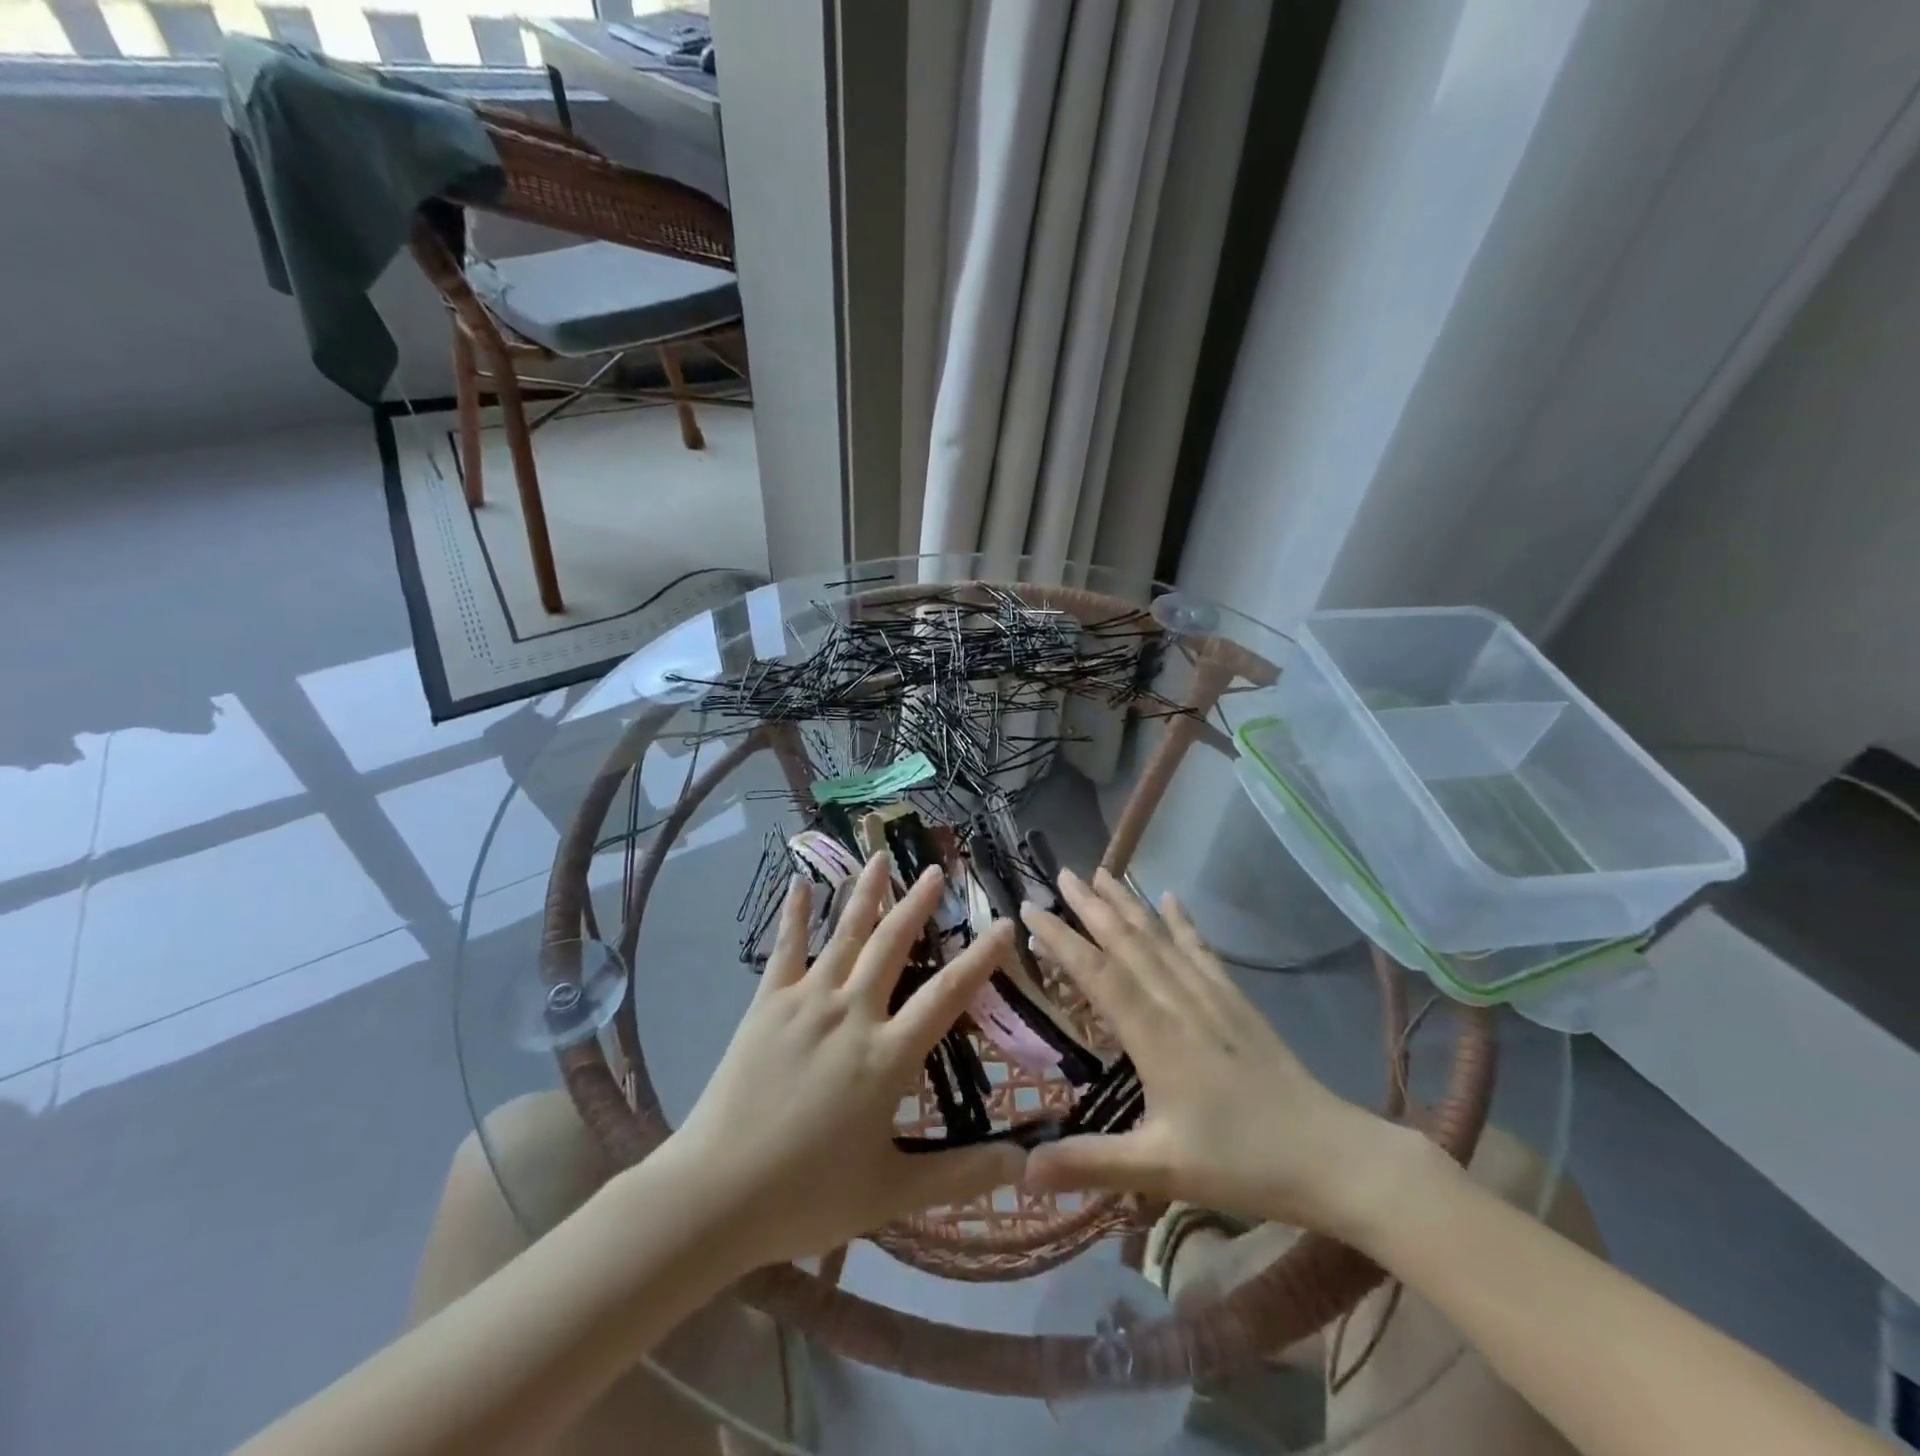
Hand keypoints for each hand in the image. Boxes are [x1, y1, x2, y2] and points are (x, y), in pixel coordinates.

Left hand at [663, 853, 1023, 1269]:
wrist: (715, 1194)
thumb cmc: (807, 1195)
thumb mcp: (892, 1192)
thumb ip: (961, 1175)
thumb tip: (1025, 1162)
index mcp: (886, 1056)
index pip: (946, 996)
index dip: (979, 959)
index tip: (1003, 925)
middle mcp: (851, 1014)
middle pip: (892, 946)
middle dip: (917, 905)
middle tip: (936, 869)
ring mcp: (806, 1003)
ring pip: (844, 935)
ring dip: (865, 895)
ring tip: (880, 858)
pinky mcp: (766, 1005)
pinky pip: (785, 950)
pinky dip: (793, 915)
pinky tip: (798, 885)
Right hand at [1020, 869, 1407, 1235]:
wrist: (1332, 1156)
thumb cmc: (1242, 1163)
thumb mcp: (1160, 1170)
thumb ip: (1089, 1164)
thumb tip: (1019, 1170)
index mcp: (1156, 1036)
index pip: (1099, 974)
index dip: (1062, 940)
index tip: (1030, 908)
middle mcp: (1179, 1003)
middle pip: (1129, 943)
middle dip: (1092, 906)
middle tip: (1063, 873)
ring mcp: (1211, 997)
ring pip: (1161, 939)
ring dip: (1129, 904)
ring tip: (1103, 873)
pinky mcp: (1236, 1001)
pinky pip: (1201, 950)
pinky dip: (1183, 922)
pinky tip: (1171, 898)